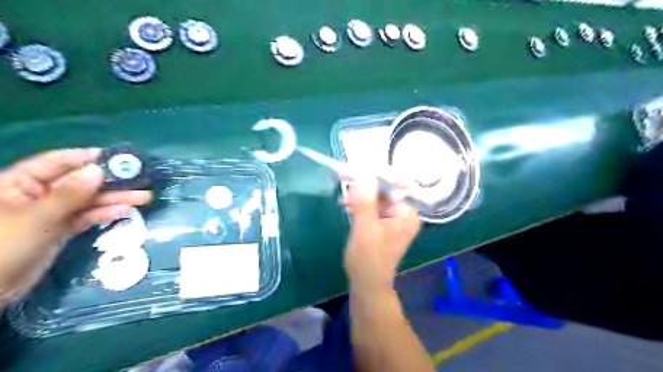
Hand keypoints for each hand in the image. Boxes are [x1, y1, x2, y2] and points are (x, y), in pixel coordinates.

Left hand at [0, 148, 150, 304]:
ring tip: (144, 197)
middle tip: (141, 180)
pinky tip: (125, 211)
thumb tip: (98, 170)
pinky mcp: (61, 229)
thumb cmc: (4, 246)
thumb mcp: (38, 218)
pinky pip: (87, 217)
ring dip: (116, 198)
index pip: (59, 162)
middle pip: (80, 182)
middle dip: (111, 181)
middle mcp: (39, 194)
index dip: (89, 158)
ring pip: (89, 200)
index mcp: (21, 183)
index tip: (120, 158)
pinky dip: (105, 214)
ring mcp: (52, 212)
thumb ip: (70, 194)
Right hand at [342, 178, 418, 296]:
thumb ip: (364, 203)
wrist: (367, 284)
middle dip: (366, 186)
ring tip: (344, 201)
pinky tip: (348, 206)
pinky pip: (374, 206)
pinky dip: (361, 204)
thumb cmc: (368, 260)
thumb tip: (362, 176)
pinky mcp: (385, 222)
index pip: (396, 185)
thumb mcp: (364, 230)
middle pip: (386, 189)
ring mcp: (395, 218)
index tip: (357, 170)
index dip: (377, 175)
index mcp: (407, 214)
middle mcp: (405, 213)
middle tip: (345, 180)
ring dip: (361, 196)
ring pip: (378, 197)